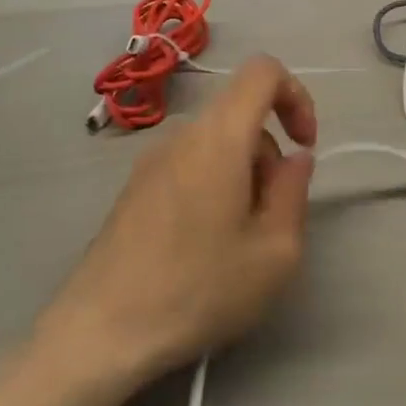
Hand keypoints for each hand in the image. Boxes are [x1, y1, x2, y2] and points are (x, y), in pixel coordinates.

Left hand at [32, 56, 317, 388]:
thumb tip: (294, 158)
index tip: (304, 147)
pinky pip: (188, 167)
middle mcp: (181, 136)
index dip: (296, 96)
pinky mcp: (132, 190)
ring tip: (237, 243)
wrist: (100, 334)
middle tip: (271, 221)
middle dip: (269, 157)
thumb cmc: (198, 289)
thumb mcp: (275, 251)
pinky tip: (202, 248)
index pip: (263, 72)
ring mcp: (150, 162)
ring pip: (216, 145)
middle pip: (241, 117)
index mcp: (218, 138)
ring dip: (242, 178)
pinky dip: (213, 188)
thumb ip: (294, 191)